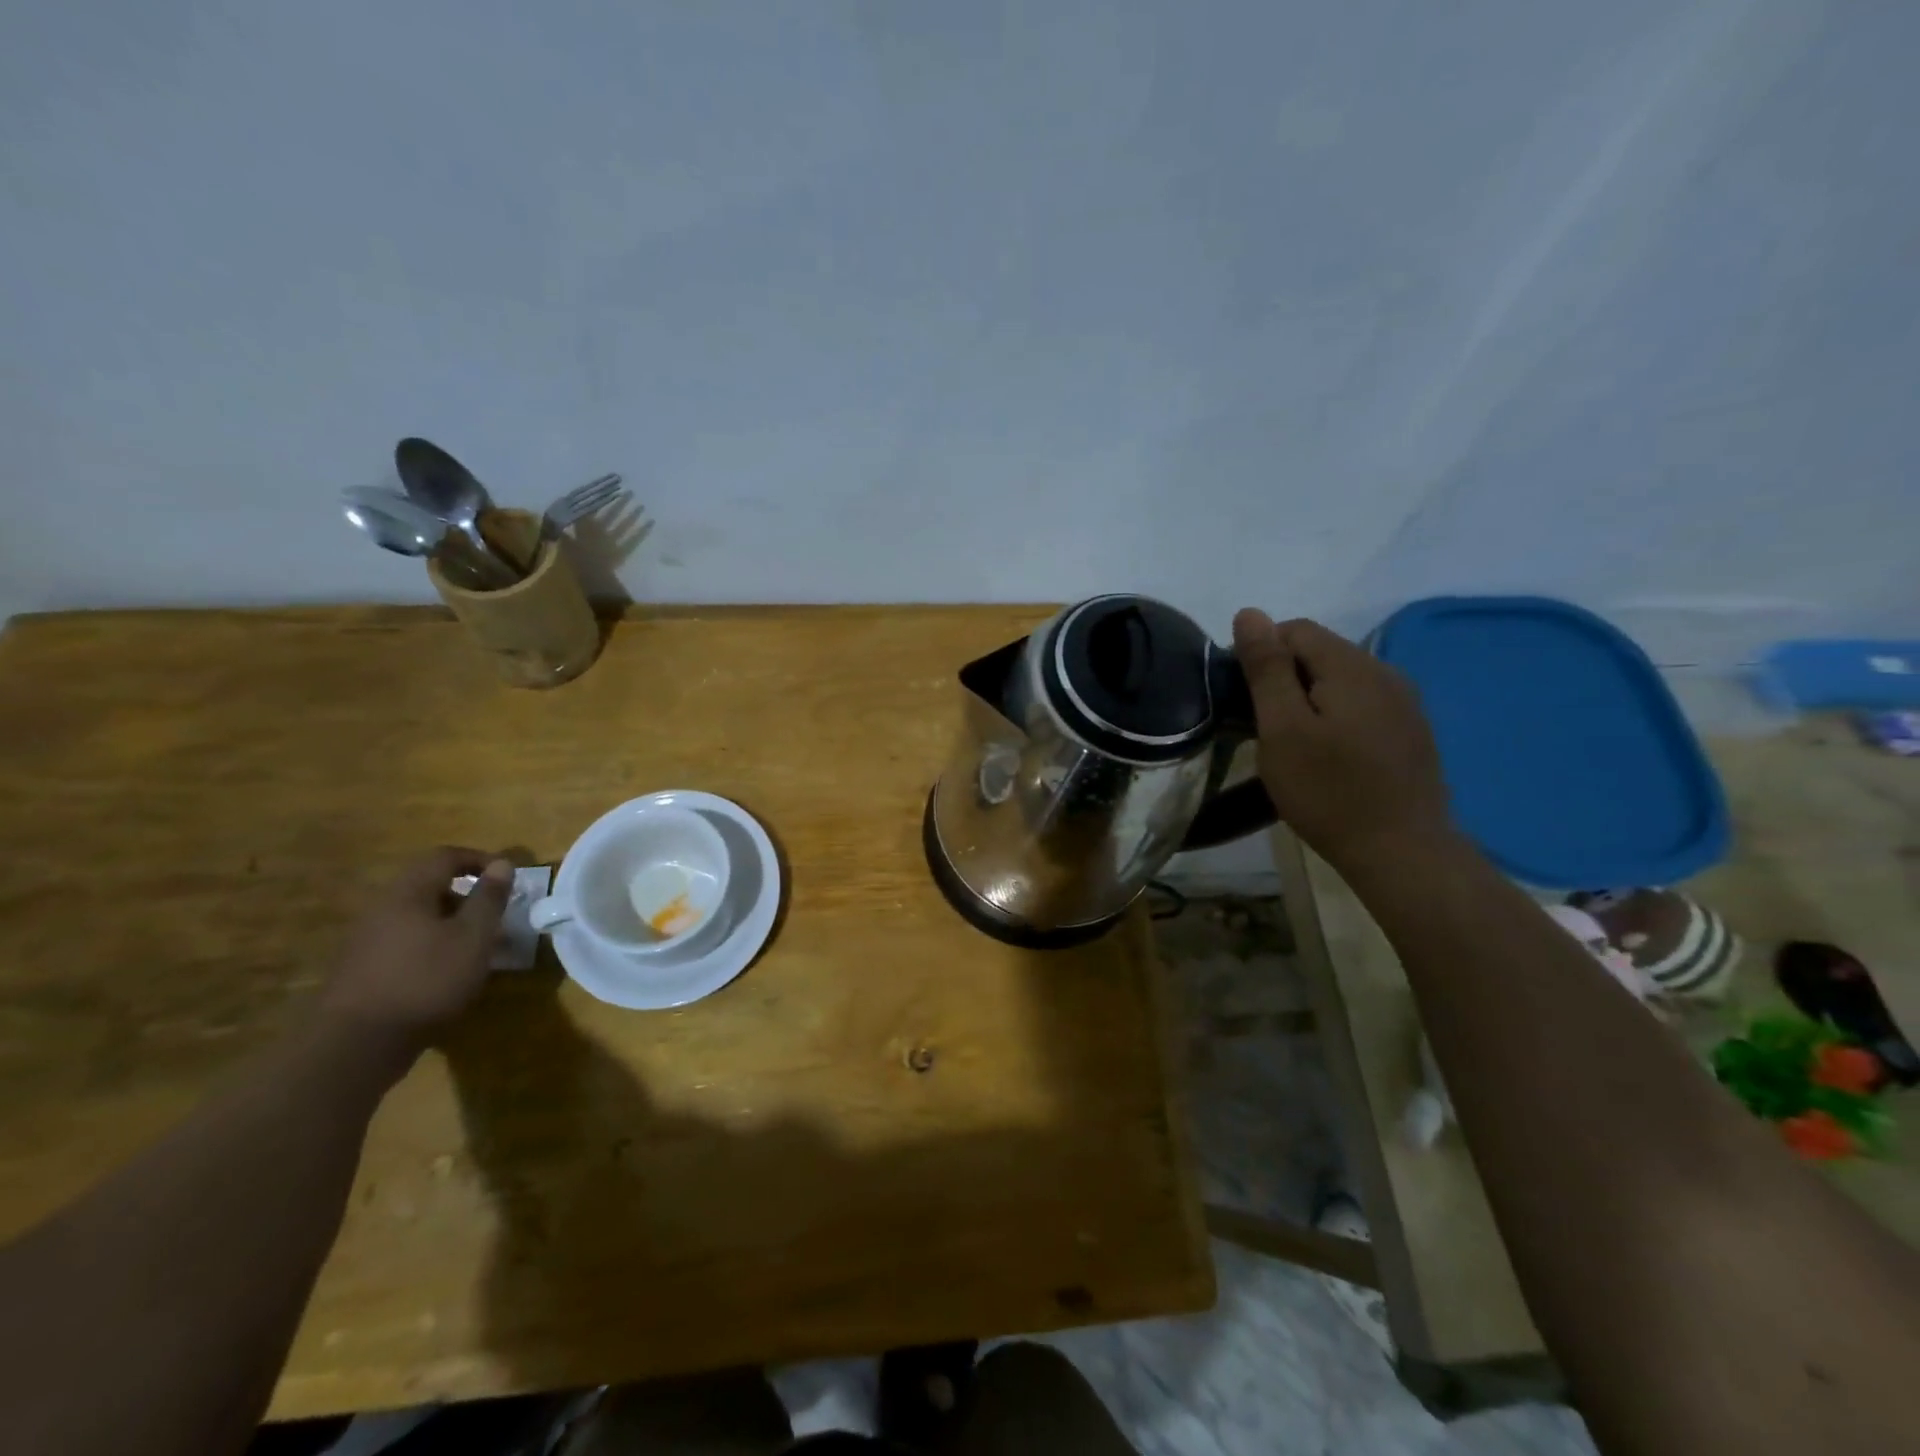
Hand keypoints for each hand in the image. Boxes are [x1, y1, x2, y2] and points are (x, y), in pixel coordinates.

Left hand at [320, 848, 513, 1045]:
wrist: (356, 1044)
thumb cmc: (426, 979)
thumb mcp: (473, 937)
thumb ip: (489, 898)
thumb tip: (502, 864)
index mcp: (408, 893)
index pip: (444, 857)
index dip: (479, 859)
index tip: (506, 876)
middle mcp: (382, 909)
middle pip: (429, 886)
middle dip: (466, 895)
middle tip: (494, 915)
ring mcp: (366, 941)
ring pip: (417, 916)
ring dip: (450, 923)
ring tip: (475, 947)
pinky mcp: (361, 970)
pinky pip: (405, 942)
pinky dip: (432, 945)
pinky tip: (446, 972)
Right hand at [1232, 609, 1452, 870]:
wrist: (1401, 852)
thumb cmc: (1328, 791)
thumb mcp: (1282, 728)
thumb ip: (1266, 668)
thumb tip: (1250, 613)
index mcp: (1352, 666)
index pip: (1294, 629)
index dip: (1260, 655)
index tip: (1243, 700)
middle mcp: (1386, 672)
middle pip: (1321, 652)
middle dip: (1284, 678)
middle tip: (1263, 729)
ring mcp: (1405, 703)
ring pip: (1341, 680)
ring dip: (1309, 699)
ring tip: (1292, 744)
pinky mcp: (1412, 732)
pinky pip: (1362, 705)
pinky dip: (1335, 717)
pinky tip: (1329, 756)